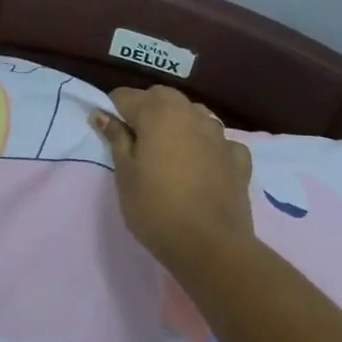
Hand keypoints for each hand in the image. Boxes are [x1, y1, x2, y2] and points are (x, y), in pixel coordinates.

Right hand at [92, 85, 254, 268]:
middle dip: (146, 109)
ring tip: (169, 152)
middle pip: (163, 98)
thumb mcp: (125, 174)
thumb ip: (116, 139)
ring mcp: (220, 135)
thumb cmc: (155, 208)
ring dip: (179, 124)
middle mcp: (191, 113)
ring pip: (194, 115)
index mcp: (158, 112)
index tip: (109, 134)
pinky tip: (203, 166)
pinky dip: (208, 147)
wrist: (210, 245)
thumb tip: (103, 114)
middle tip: (136, 141)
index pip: (126, 96)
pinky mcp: (239, 158)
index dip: (114, 111)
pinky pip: (219, 141)